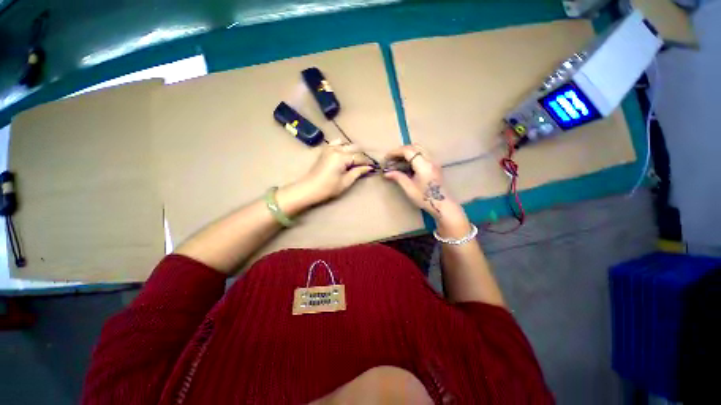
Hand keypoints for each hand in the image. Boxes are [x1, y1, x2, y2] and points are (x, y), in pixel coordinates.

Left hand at [297, 139, 373, 204]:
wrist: (309, 189)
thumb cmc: (328, 188)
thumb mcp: (346, 182)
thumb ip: (358, 172)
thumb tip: (368, 167)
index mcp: (342, 157)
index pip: (359, 157)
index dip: (367, 162)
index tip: (373, 167)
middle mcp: (336, 149)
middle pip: (354, 148)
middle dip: (361, 156)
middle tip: (365, 165)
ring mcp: (329, 148)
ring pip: (346, 144)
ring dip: (352, 150)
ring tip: (355, 160)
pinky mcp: (324, 150)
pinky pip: (336, 143)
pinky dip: (342, 146)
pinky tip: (344, 153)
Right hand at [383, 145, 470, 236]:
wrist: (442, 205)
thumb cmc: (425, 198)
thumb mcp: (409, 188)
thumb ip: (398, 177)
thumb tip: (386, 173)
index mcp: (424, 165)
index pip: (408, 151)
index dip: (395, 152)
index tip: (386, 158)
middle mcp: (430, 160)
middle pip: (414, 147)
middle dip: (401, 151)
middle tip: (391, 159)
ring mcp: (434, 162)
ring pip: (419, 149)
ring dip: (407, 152)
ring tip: (397, 162)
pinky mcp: (435, 165)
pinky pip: (423, 154)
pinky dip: (413, 156)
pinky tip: (407, 165)